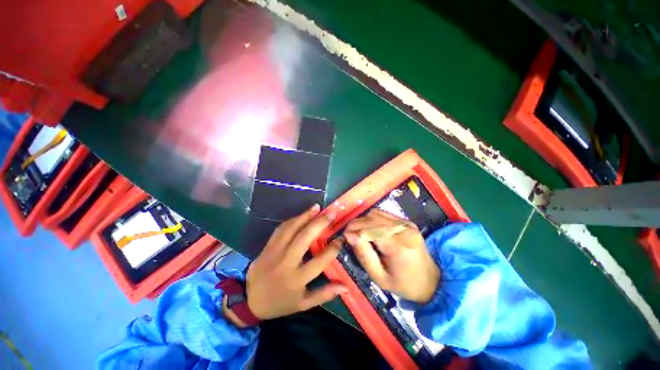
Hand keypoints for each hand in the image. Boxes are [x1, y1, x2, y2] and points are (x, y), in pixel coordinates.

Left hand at [226, 204, 345, 325]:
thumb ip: (325, 294)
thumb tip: (346, 286)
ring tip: (317, 207)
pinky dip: (292, 220)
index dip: (332, 249)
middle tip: (332, 213)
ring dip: (305, 216)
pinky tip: (302, 214)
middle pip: (304, 238)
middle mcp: (286, 262)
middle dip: (320, 223)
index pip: (319, 261)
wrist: (250, 300)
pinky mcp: (267, 246)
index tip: (341, 238)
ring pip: (291, 229)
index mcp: (297, 279)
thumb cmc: (280, 302)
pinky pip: (281, 229)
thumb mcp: (303, 304)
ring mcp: (275, 252)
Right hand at [344, 209, 439, 303]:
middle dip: (357, 224)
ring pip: (376, 213)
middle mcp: (403, 230)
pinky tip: (371, 229)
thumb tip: (349, 235)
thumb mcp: (379, 278)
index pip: (369, 229)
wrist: (431, 281)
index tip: (345, 237)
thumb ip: (363, 255)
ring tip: (360, 233)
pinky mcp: (406, 221)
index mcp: (398, 246)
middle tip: (349, 235)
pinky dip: (373, 219)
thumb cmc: (404, 284)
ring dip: (364, 220)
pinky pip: (383, 214)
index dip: (353, 230)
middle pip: (372, 218)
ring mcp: (406, 223)